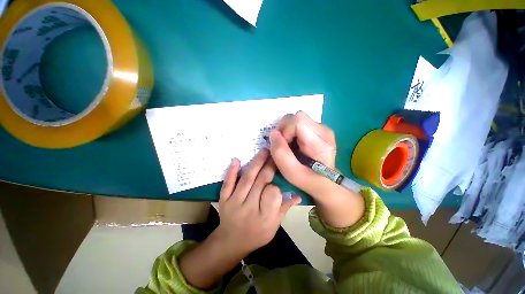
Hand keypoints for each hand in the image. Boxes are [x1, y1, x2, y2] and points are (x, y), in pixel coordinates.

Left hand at [216, 149, 300, 255]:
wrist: (231, 242)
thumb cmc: (257, 235)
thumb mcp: (274, 226)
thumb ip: (284, 209)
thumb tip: (298, 195)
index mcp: (265, 218)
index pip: (273, 194)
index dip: (277, 183)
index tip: (280, 174)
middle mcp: (249, 209)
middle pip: (260, 183)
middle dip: (269, 166)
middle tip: (275, 153)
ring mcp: (234, 203)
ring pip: (246, 179)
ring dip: (256, 163)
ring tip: (264, 151)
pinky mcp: (223, 200)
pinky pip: (227, 184)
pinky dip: (232, 171)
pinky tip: (236, 159)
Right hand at [269, 111, 364, 227]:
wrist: (326, 181)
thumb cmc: (310, 180)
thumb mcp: (293, 174)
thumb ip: (281, 155)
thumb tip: (273, 134)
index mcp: (321, 140)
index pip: (298, 120)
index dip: (285, 131)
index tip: (283, 146)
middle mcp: (323, 130)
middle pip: (297, 117)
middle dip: (284, 130)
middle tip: (284, 147)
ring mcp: (321, 128)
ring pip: (296, 120)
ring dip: (287, 132)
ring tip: (289, 147)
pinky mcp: (317, 129)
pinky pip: (298, 124)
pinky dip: (291, 133)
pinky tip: (294, 145)